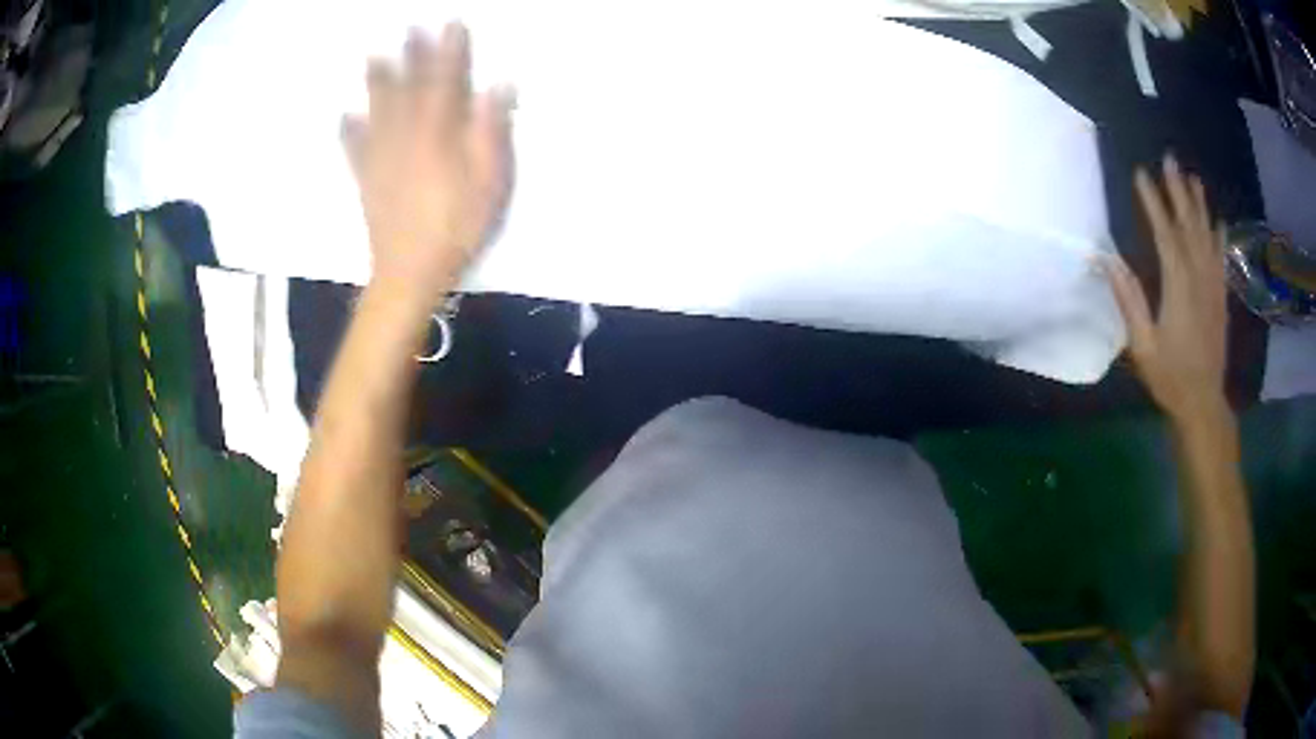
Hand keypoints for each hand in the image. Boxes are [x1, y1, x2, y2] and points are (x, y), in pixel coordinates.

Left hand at [343, 23, 513, 309]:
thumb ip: (490, 133)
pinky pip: (355, 150)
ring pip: (379, 111)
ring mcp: (382, 159)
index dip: (450, 52)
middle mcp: (407, 138)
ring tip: (373, 57)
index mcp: (439, 135)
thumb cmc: (456, 229)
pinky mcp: (367, 181)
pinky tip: (343, 117)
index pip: (447, 83)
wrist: (409, 273)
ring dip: (376, 82)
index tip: (451, 24)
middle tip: (409, 28)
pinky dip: (348, 132)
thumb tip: (496, 88)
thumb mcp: (490, 183)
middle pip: (409, 90)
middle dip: (411, 57)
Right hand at [1102, 156, 1228, 425]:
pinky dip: (1219, 236)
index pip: (1165, 235)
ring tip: (1193, 178)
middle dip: (1179, 191)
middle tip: (1170, 159)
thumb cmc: (1170, 377)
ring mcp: (1213, 286)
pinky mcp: (1221, 297)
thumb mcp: (1143, 346)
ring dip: (1200, 205)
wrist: (1204, 403)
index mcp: (1178, 287)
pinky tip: (1217, 220)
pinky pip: (1220, 258)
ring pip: (1207, 236)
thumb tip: (1107, 260)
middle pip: (1189, 226)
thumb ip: (1129, 301)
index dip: (1153, 203)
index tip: (1141, 174)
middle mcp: (1199, 278)